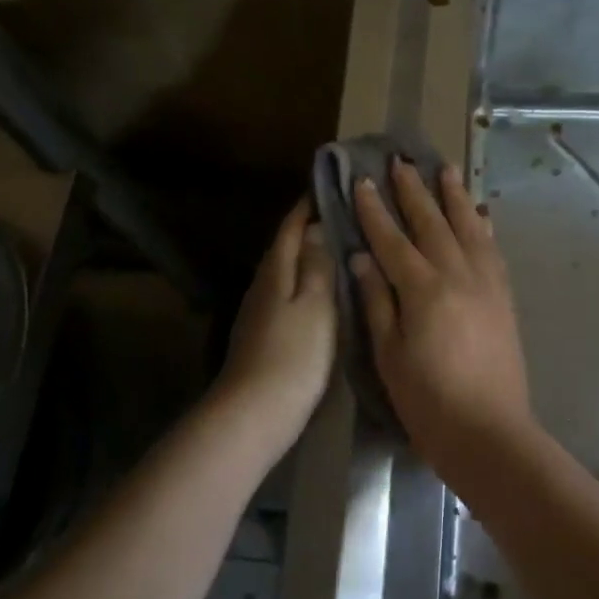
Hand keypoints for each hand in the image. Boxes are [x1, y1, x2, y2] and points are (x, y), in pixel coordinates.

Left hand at [216, 199, 335, 453]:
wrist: (253, 414)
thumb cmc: (293, 356)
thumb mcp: (316, 305)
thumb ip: (318, 265)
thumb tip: (316, 226)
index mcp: (276, 270)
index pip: (291, 226)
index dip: (308, 204)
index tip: (331, 183)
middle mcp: (263, 284)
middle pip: (286, 246)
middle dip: (310, 227)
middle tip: (345, 213)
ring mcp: (259, 311)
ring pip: (287, 271)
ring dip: (309, 256)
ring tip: (341, 247)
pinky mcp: (263, 334)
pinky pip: (288, 294)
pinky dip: (305, 283)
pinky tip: (323, 292)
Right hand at [350, 160, 535, 463]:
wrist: (489, 433)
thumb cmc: (428, 401)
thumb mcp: (389, 355)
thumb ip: (377, 301)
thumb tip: (362, 257)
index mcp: (423, 289)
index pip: (392, 239)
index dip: (375, 210)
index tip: (362, 181)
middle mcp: (457, 275)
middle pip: (432, 223)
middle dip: (414, 191)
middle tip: (401, 161)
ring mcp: (486, 284)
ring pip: (468, 227)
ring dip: (454, 197)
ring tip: (445, 170)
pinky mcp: (504, 298)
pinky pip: (493, 250)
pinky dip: (484, 226)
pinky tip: (481, 214)